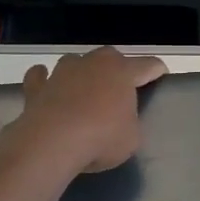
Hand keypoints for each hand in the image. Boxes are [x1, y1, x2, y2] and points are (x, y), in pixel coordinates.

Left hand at [15, 47, 165, 173]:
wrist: (52, 143)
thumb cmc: (101, 138)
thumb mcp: (131, 138)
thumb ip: (130, 123)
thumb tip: (121, 120)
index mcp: (122, 72)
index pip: (148, 65)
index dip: (157, 70)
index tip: (161, 74)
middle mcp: (93, 63)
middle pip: (110, 57)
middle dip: (116, 69)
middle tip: (119, 89)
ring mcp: (62, 72)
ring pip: (75, 61)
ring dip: (81, 72)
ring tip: (83, 90)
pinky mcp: (37, 86)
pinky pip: (40, 76)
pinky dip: (44, 79)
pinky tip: (46, 85)